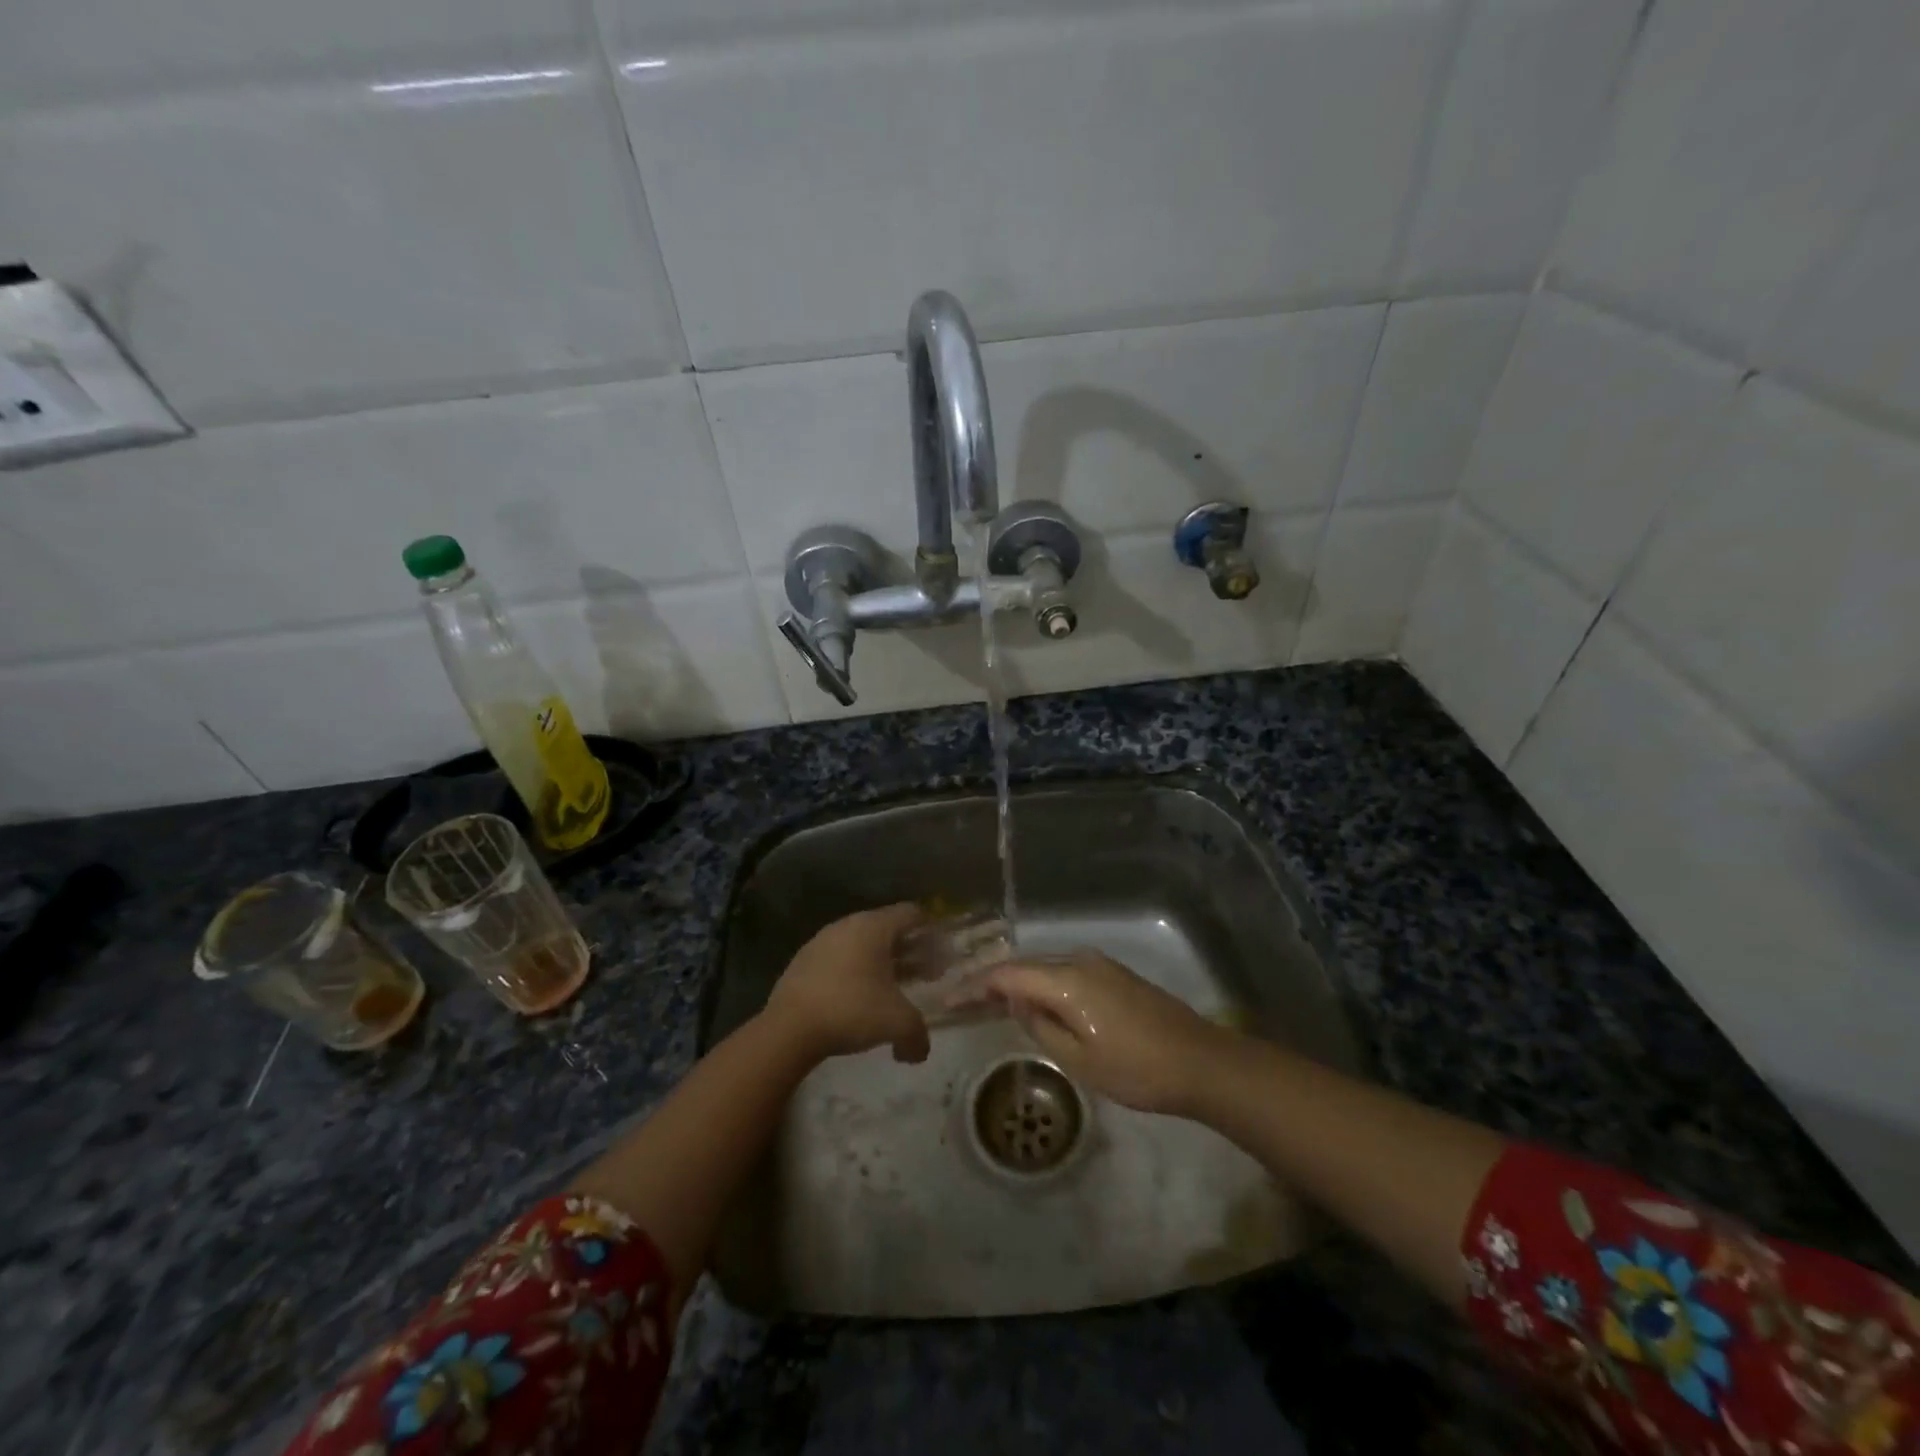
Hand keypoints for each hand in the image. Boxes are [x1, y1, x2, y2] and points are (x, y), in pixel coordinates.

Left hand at [763, 903, 930, 1064]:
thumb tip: (919, 1052)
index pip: (911, 913)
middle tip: (923, 974)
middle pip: (887, 928)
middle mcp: (848, 925)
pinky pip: (839, 958)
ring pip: (861, 943)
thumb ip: (917, 1035)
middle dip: (908, 950)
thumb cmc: (851, 1011)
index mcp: (874, 927)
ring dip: (880, 961)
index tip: (940, 953)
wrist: (788, 1028)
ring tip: (889, 989)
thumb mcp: (897, 1024)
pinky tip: (856, 998)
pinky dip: (854, 971)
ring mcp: (822, 941)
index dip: (930, 931)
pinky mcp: (802, 961)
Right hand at [982, 951, 1229, 1114]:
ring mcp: (1101, 966)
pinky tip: (1035, 1002)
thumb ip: (1040, 1026)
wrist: (1201, 1062)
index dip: (975, 985)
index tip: (948, 999)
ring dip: (1019, 984)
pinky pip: (1067, 974)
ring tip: (991, 1003)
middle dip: (993, 982)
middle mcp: (1080, 962)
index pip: (1008, 975)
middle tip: (963, 1001)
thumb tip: (1017, 1003)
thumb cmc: (1137, 1069)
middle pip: (1026, 966)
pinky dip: (1044, 986)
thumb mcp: (1079, 1060)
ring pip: (1047, 969)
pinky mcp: (1115, 976)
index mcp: (1067, 981)